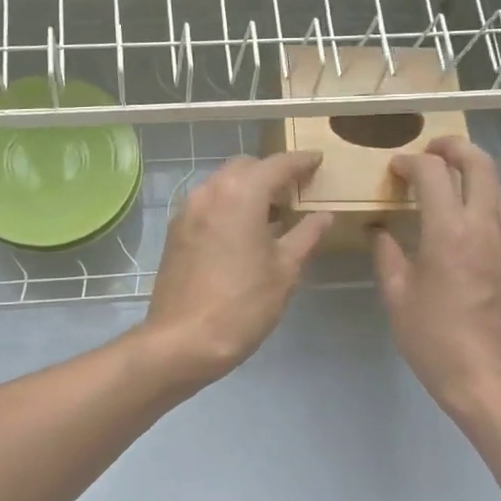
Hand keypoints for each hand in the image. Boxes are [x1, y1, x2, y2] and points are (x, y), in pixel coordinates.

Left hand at [142, 152, 333, 387]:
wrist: (183, 340)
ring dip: (248, 187)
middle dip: (272, 171)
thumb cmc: (243, 304)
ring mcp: (188, 210)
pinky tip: (244, 230)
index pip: (276, 164)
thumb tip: (324, 215)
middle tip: (297, 189)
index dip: (300, 161)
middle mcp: (210, 191)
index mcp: (241, 194)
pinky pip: (208, 203)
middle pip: (246, 166)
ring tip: (274, 211)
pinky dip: (229, 204)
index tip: (318, 160)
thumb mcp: (285, 270)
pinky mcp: (176, 231)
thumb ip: (307, 235)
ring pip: (223, 182)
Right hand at [373, 137, 500, 429]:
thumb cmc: (435, 340)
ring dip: (478, 169)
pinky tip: (466, 213)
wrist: (490, 379)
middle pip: (481, 165)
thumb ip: (387, 255)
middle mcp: (483, 228)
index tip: (395, 167)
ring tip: (453, 174)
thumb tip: (378, 229)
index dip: (412, 162)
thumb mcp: (398, 297)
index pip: (434, 174)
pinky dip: (487, 196)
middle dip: (456, 148)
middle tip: (432, 149)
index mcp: (448, 233)